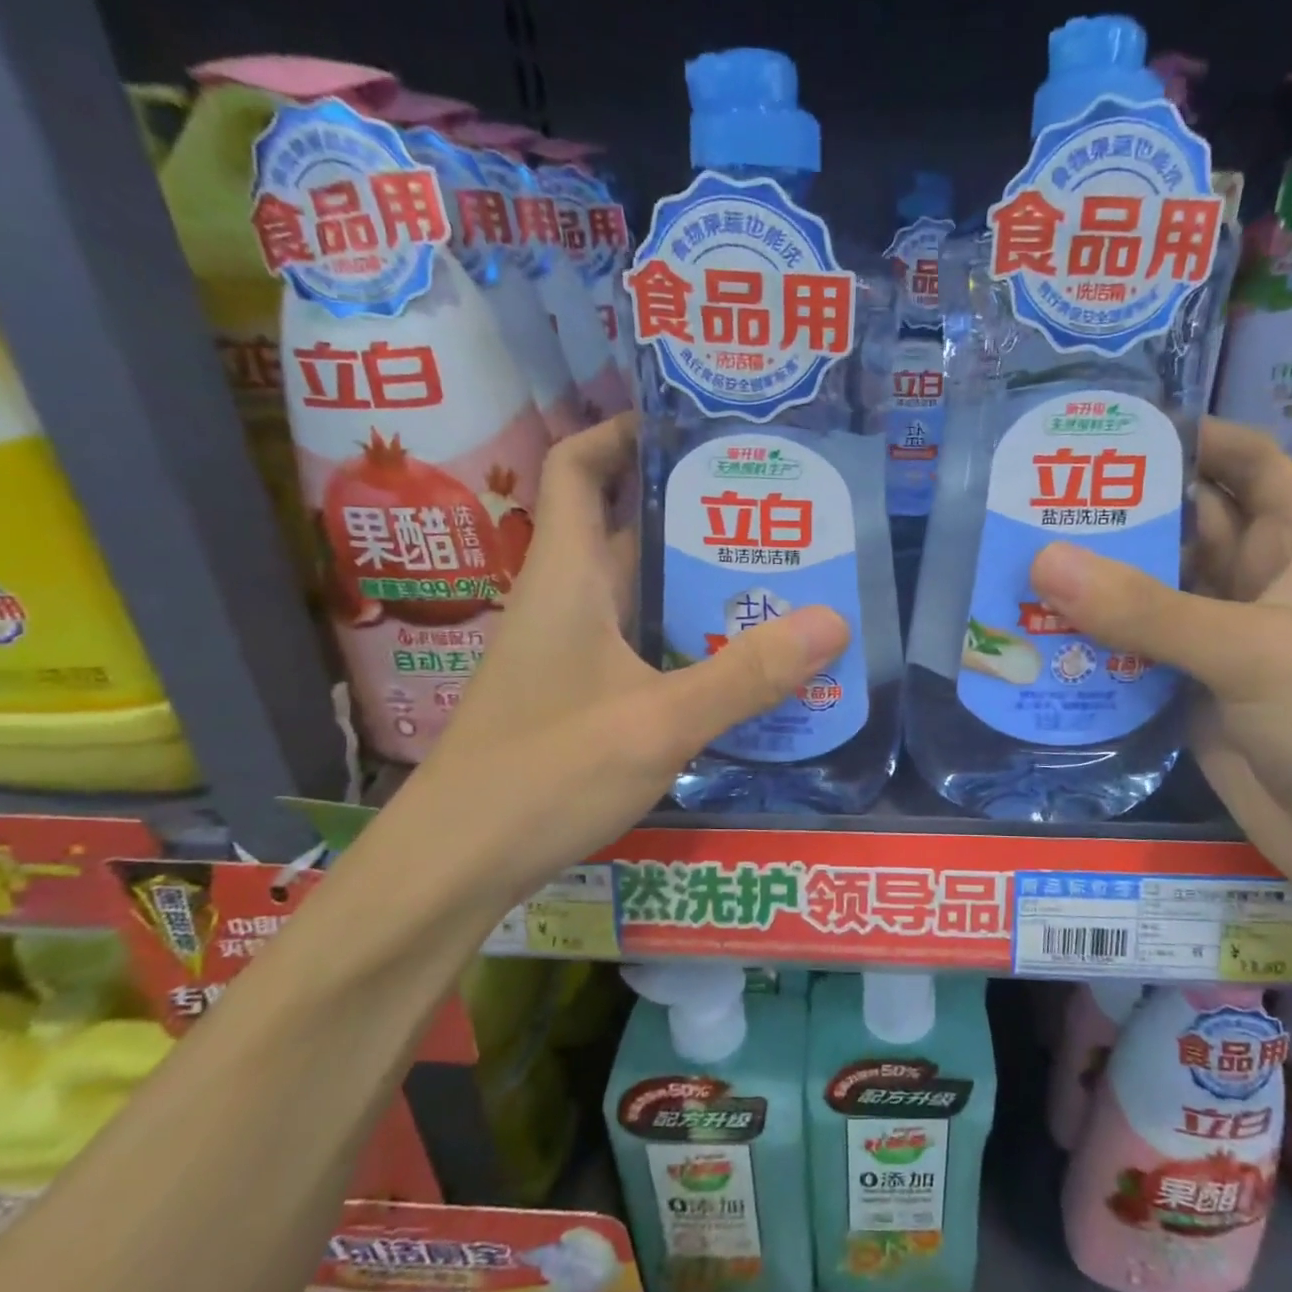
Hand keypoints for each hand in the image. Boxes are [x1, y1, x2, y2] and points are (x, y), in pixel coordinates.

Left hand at [406, 415, 848, 910]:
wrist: (457, 863)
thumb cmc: (544, 775)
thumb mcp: (658, 722)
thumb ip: (746, 675)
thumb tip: (834, 621)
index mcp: (567, 576)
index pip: (579, 467)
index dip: (622, 432)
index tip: (691, 428)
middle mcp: (565, 601)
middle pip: (626, 529)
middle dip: (695, 514)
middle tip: (775, 513)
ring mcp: (569, 652)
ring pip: (639, 593)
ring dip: (697, 583)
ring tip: (776, 581)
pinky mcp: (578, 695)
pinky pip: (640, 644)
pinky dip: (686, 639)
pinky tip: (737, 663)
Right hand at [1029, 417, 1291, 903]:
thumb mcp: (1254, 650)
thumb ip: (1147, 608)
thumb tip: (1042, 561)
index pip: (1249, 463)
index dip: (1193, 436)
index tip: (1116, 427)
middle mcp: (1259, 584)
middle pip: (1183, 527)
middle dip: (1120, 512)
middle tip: (1035, 496)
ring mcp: (1221, 642)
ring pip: (1150, 594)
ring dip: (1096, 581)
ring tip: (1018, 556)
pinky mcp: (1190, 693)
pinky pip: (1134, 654)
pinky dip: (1092, 644)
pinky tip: (1037, 633)